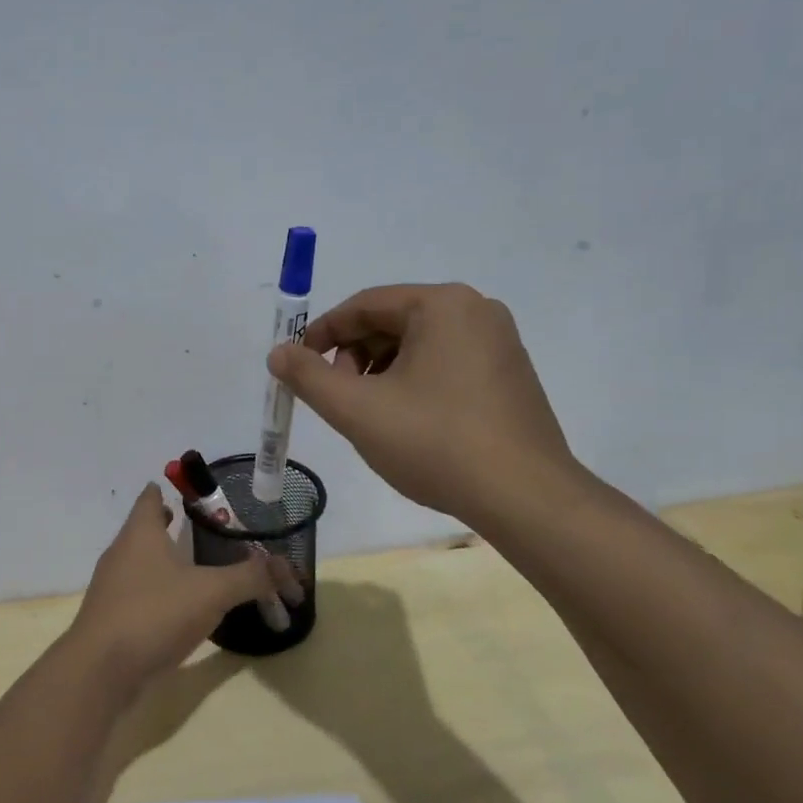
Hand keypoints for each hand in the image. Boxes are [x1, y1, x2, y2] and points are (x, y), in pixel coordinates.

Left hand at [67, 485, 277, 697]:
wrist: (100, 670)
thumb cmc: (154, 614)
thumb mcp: (211, 592)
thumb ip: (250, 577)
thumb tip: (288, 568)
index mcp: (140, 534)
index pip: (150, 498)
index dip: (167, 489)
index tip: (190, 491)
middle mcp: (121, 553)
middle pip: (144, 529)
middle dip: (168, 525)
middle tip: (203, 528)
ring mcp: (111, 587)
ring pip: (140, 562)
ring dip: (163, 560)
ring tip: (195, 565)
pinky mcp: (111, 618)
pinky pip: (137, 594)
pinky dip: (157, 592)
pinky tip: (178, 607)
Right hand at [266, 283, 578, 523]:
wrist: (524, 497)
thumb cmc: (435, 443)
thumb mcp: (357, 409)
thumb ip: (308, 376)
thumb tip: (278, 353)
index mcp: (442, 305)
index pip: (364, 305)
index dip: (322, 333)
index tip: (296, 365)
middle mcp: (476, 311)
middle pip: (392, 322)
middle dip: (353, 356)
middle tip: (336, 396)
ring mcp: (500, 343)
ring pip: (418, 346)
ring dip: (381, 372)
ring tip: (370, 415)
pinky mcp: (510, 375)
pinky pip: (445, 364)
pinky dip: (413, 383)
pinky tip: (407, 423)